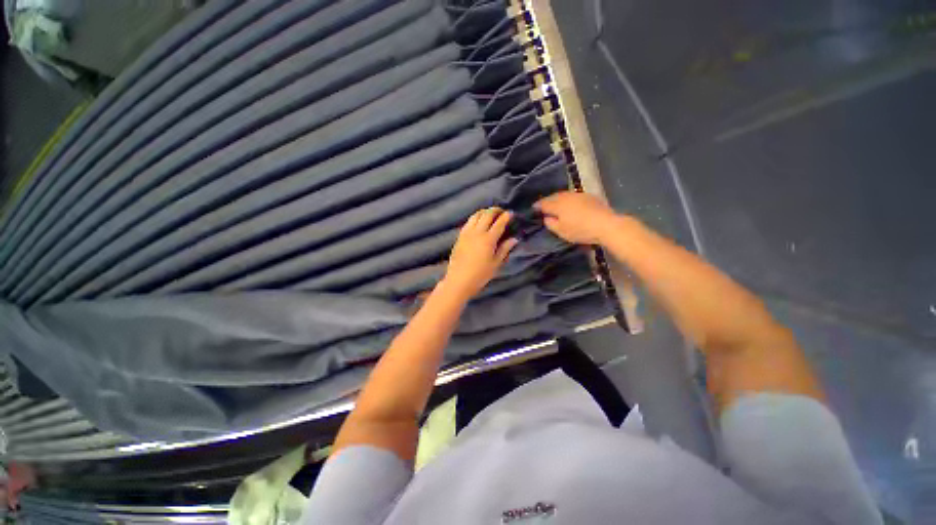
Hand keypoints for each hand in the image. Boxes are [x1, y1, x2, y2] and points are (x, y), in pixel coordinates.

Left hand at [442, 207, 517, 298]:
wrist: (459, 280)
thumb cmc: (480, 274)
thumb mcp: (496, 263)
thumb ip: (504, 249)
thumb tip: (514, 239)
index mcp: (488, 239)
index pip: (499, 223)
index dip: (506, 216)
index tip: (511, 213)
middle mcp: (477, 232)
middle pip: (487, 215)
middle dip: (495, 210)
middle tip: (501, 212)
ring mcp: (467, 233)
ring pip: (476, 215)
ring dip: (484, 212)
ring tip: (490, 214)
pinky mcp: (459, 236)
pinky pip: (468, 222)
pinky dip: (475, 218)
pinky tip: (478, 222)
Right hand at [535, 191, 618, 244]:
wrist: (606, 224)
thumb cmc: (580, 230)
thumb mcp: (561, 231)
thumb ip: (551, 223)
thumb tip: (546, 217)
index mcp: (557, 205)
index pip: (543, 203)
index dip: (537, 206)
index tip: (533, 208)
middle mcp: (566, 196)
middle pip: (553, 197)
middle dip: (547, 200)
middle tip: (543, 206)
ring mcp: (578, 195)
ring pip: (563, 195)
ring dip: (557, 199)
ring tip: (555, 204)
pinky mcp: (589, 196)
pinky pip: (573, 196)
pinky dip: (568, 199)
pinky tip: (570, 204)